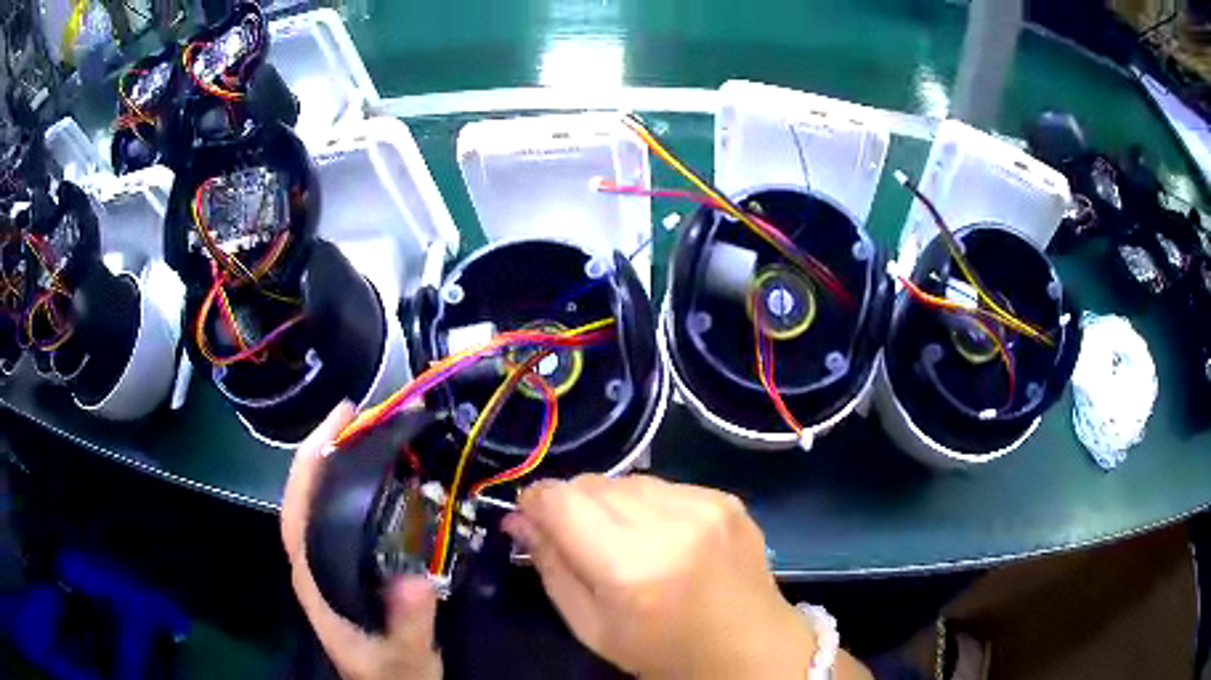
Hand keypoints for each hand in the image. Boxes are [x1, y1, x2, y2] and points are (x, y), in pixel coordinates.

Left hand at [281, 402, 442, 679]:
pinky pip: (347, 517)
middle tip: (360, 415)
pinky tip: (383, 479)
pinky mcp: (350, 568)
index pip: (297, 512)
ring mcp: (331, 565)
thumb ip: (407, 624)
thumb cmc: (391, 674)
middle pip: (307, 498)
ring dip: (340, 465)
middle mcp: (316, 565)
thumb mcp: (405, 656)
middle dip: (325, 451)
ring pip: (324, 505)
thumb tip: (416, 579)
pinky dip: (358, 489)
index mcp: (316, 581)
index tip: (337, 424)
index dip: (309, 465)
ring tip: (371, 434)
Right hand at [501, 474, 822, 678]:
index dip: (536, 502)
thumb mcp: (591, 627)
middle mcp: (670, 523)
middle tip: (578, 540)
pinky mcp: (725, 497)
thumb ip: (551, 567)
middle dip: (572, 505)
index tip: (531, 517)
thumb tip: (519, 519)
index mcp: (630, 565)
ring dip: (611, 504)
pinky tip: (662, 538)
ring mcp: (705, 504)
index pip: (562, 500)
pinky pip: (664, 485)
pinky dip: (649, 505)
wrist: (749, 648)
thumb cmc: (663, 651)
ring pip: (626, 480)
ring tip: (625, 542)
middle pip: (592, 484)